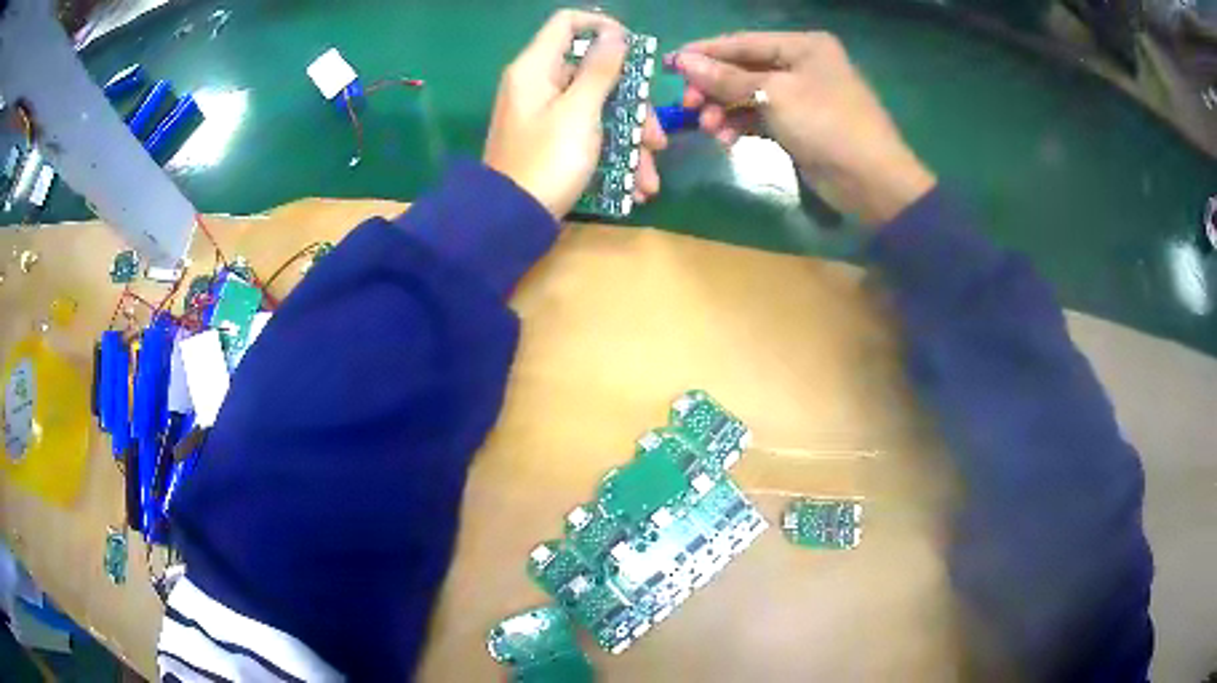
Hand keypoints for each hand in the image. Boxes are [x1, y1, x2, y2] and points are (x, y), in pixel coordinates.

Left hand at [484, 10, 667, 218]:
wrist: (511, 222)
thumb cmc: (547, 160)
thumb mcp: (580, 111)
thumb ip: (600, 69)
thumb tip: (615, 34)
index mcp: (536, 68)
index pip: (567, 23)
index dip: (603, 28)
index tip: (635, 51)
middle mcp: (539, 85)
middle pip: (594, 74)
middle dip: (633, 106)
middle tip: (655, 136)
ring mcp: (546, 116)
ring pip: (599, 109)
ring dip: (631, 141)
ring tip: (649, 177)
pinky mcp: (553, 142)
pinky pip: (589, 135)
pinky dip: (614, 156)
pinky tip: (636, 186)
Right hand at [670, 32, 934, 225]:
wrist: (871, 182)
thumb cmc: (827, 125)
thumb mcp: (774, 95)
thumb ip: (727, 79)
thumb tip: (683, 61)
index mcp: (802, 46)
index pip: (742, 42)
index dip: (704, 52)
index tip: (669, 65)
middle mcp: (801, 65)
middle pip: (743, 69)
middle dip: (714, 88)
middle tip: (690, 107)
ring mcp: (800, 96)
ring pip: (749, 95)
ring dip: (724, 110)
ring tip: (708, 129)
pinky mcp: (798, 125)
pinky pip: (760, 117)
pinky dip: (741, 125)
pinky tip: (725, 140)